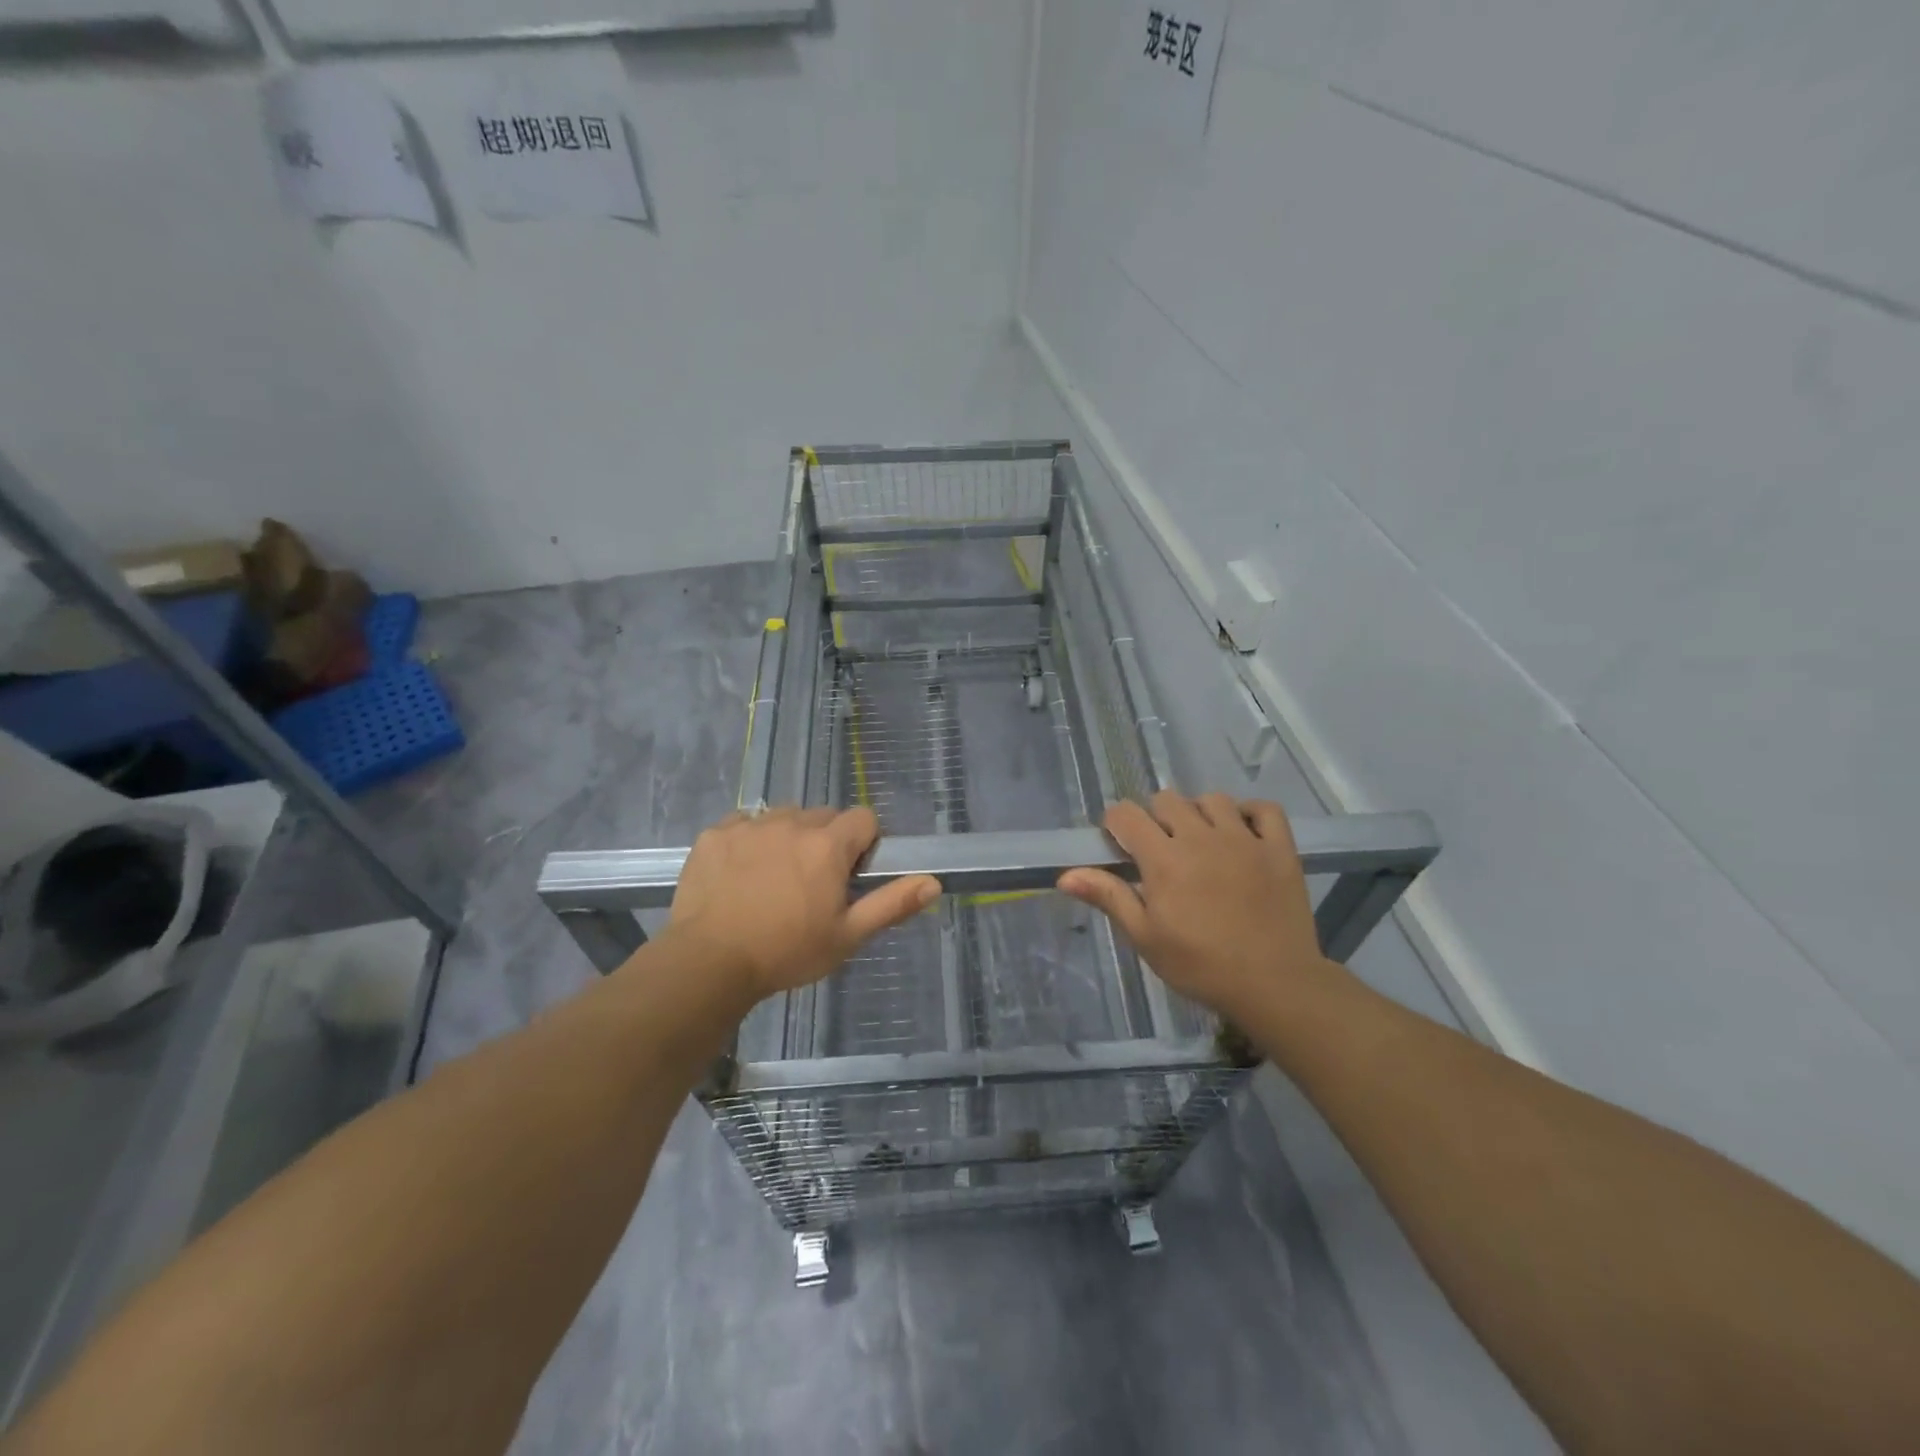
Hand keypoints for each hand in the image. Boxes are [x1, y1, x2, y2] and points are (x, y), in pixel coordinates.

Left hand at [664, 806, 939, 1001]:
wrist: (709, 962)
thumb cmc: (786, 952)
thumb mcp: (847, 936)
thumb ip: (891, 904)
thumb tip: (934, 882)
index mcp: (828, 845)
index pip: (863, 818)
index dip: (863, 843)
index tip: (850, 874)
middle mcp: (791, 823)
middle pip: (822, 816)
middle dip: (826, 841)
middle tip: (812, 883)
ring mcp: (750, 825)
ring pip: (783, 817)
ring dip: (788, 837)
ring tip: (774, 879)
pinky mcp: (715, 834)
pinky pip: (744, 824)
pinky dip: (749, 841)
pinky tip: (740, 874)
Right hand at [1058, 792, 1331, 1021]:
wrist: (1275, 985)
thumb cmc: (1200, 965)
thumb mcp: (1145, 937)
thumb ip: (1109, 897)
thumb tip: (1065, 875)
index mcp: (1163, 858)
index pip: (1126, 814)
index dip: (1116, 823)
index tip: (1119, 844)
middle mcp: (1200, 837)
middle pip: (1167, 800)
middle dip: (1155, 817)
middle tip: (1160, 849)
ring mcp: (1244, 839)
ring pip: (1212, 799)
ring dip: (1198, 813)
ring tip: (1200, 841)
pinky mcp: (1279, 848)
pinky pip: (1264, 809)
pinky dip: (1249, 813)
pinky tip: (1241, 832)